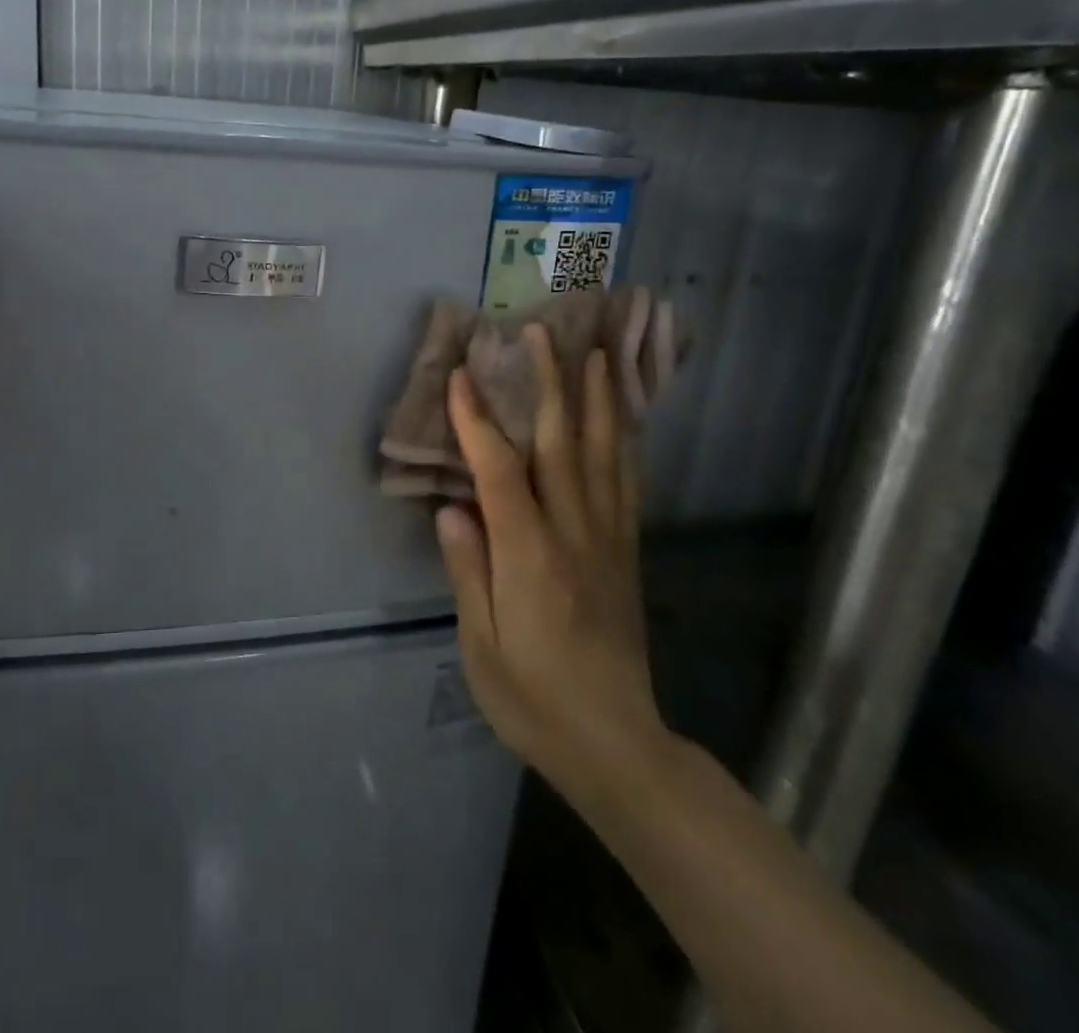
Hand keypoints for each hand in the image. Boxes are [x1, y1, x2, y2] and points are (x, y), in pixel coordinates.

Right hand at [436, 324, 671, 802]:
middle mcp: (574, 535)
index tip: (461, 375)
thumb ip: (467, 572)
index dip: (478, 421)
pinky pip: (627, 482)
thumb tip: (451, 507)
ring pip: (603, 454)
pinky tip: (622, 415)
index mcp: (530, 558)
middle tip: (539, 333)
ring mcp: (609, 540)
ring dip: (596, 398)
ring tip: (593, 350)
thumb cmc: (534, 699)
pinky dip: (624, 439)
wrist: (618, 745)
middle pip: (562, 445)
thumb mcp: (480, 647)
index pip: (500, 473)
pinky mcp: (627, 551)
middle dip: (549, 384)